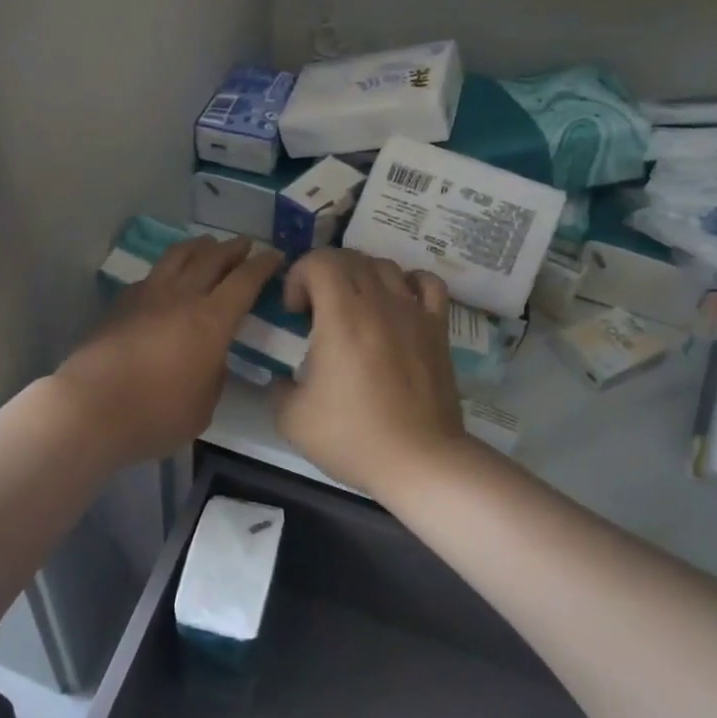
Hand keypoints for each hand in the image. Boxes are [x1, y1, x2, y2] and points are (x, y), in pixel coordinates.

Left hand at [55, 235, 282, 465]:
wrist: (91, 407)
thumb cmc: (156, 414)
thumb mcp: (204, 406)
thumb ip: (214, 375)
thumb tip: (212, 358)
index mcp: (212, 320)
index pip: (244, 281)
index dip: (263, 265)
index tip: (275, 255)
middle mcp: (182, 296)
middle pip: (212, 259)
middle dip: (232, 248)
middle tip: (245, 244)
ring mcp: (147, 295)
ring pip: (178, 257)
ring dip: (198, 247)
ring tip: (207, 245)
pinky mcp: (121, 303)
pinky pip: (152, 275)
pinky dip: (168, 269)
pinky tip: (167, 278)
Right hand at [275, 249, 467, 497]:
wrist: (420, 460)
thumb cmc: (353, 437)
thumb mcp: (292, 418)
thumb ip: (279, 387)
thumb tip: (284, 378)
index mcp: (341, 316)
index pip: (319, 260)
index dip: (298, 276)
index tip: (294, 312)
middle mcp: (379, 302)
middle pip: (349, 257)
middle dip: (323, 273)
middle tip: (315, 311)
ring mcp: (413, 312)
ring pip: (385, 265)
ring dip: (360, 276)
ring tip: (352, 308)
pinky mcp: (438, 328)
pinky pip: (426, 283)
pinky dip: (407, 281)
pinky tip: (397, 302)